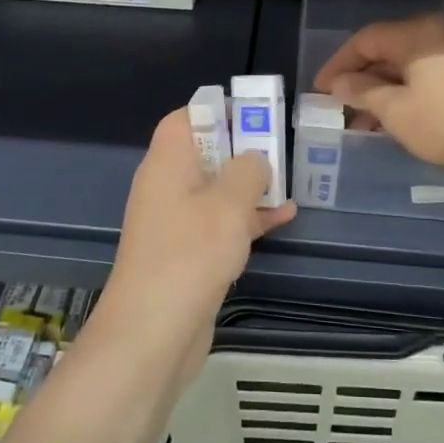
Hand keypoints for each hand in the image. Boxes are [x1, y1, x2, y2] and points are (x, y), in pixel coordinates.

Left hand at [96, 109, 295, 387]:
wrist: (154, 331)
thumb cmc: (191, 253)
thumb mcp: (229, 203)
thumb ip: (248, 170)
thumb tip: (255, 159)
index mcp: (168, 162)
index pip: (187, 118)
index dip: (219, 111)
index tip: (256, 115)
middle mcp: (167, 186)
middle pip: (205, 152)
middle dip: (243, 148)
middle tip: (281, 147)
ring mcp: (176, 222)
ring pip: (216, 189)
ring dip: (249, 184)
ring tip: (289, 180)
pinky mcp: (187, 254)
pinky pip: (219, 223)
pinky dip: (247, 218)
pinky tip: (283, 217)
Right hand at [314, 14, 443, 175]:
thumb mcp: (396, 111)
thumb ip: (363, 93)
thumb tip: (341, 83)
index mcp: (416, 33)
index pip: (365, 40)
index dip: (338, 65)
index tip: (320, 90)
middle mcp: (440, 31)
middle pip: (390, 51)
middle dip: (362, 81)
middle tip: (343, 110)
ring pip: (412, 65)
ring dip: (387, 90)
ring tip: (369, 123)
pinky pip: (433, 74)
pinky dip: (412, 93)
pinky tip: (403, 119)